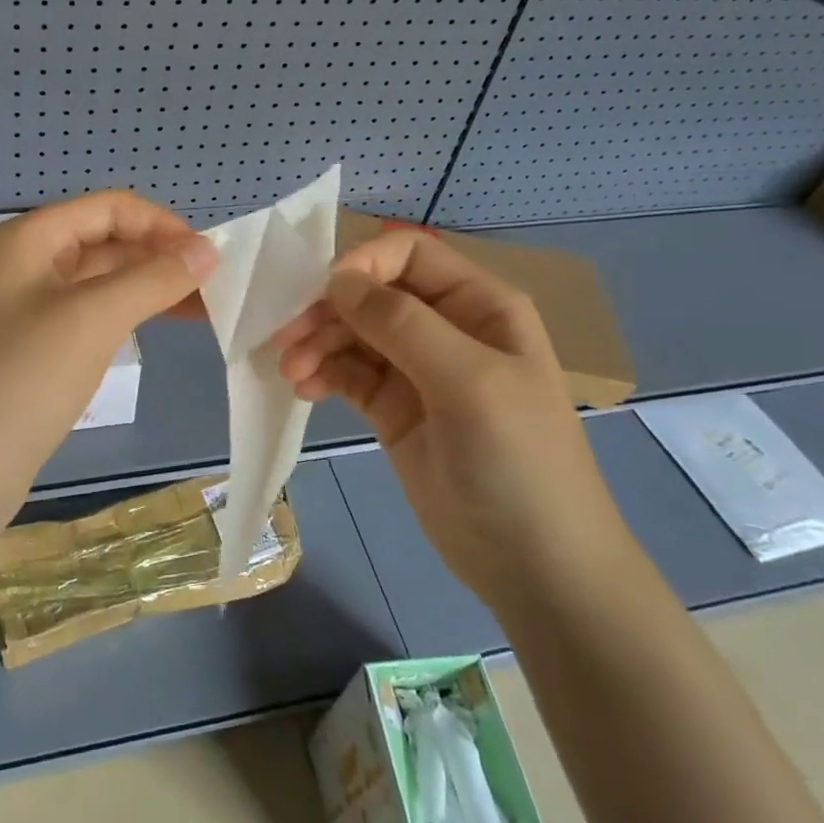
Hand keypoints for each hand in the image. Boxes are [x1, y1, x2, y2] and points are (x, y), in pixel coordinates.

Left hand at [0, 192, 215, 504]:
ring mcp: (27, 311)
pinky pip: (90, 318)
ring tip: (203, 311)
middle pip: (106, 242)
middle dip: (160, 257)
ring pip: (101, 282)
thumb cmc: (18, 382)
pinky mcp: (34, 353)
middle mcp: (27, 265)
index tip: (210, 258)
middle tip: (217, 289)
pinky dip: (127, 318)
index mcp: (30, 239)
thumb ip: (152, 279)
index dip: (162, 225)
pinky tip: (158, 331)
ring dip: (149, 288)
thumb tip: (208, 249)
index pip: (110, 208)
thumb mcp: (91, 320)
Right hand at [272, 230, 632, 608]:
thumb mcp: (468, 382)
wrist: (537, 569)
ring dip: (317, 343)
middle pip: (372, 292)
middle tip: (287, 339)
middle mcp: (446, 327)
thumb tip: (337, 280)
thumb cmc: (518, 461)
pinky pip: (348, 373)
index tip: (321, 294)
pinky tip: (305, 390)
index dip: (363, 263)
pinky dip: (322, 373)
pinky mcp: (393, 408)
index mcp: (479, 304)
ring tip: (292, 373)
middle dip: (328, 309)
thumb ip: (401, 323)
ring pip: (353, 332)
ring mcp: (417, 370)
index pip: (409, 253)